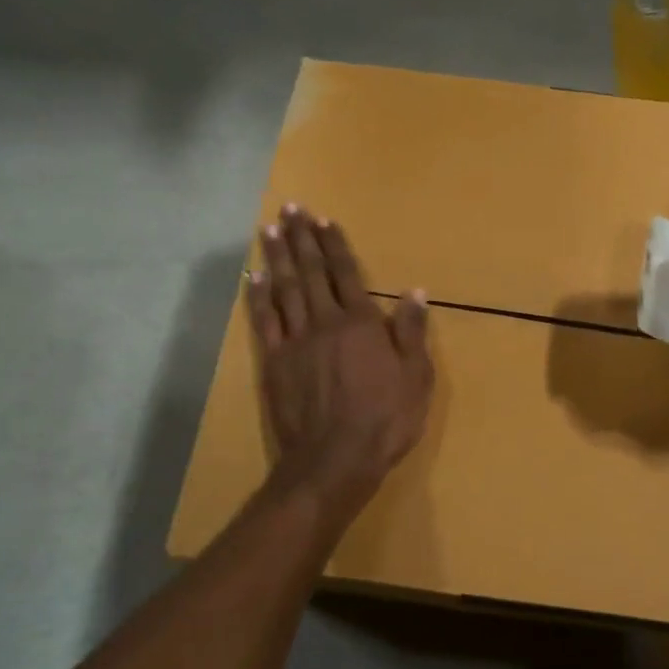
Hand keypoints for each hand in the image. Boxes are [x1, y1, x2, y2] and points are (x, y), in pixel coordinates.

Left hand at [247, 206, 434, 505]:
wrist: (335, 460)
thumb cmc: (385, 420)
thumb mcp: (416, 378)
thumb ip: (412, 333)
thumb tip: (415, 292)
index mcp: (361, 323)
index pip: (346, 274)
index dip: (335, 245)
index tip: (324, 219)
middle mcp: (325, 322)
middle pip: (311, 273)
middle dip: (301, 239)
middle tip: (291, 209)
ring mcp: (295, 341)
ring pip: (284, 289)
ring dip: (277, 257)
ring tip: (269, 229)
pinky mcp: (274, 363)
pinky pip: (264, 322)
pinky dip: (257, 297)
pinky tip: (252, 277)